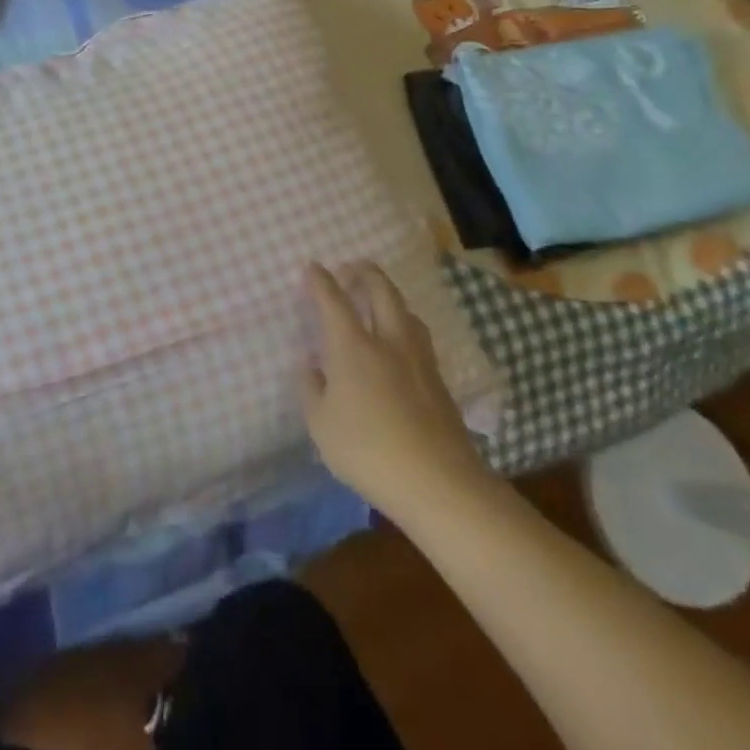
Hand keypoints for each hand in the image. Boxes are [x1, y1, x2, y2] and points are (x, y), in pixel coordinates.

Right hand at [299, 262, 494, 515]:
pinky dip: (405, 327)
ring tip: (380, 302)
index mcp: (352, 346)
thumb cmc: (366, 450)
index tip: (313, 267)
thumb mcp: (320, 424)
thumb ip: (311, 388)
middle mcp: (388, 341)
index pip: (334, 301)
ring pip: (407, 313)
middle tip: (353, 268)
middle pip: (381, 292)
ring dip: (390, 298)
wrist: (438, 482)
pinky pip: (419, 338)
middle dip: (365, 273)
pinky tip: (400, 345)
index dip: (321, 281)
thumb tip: (309, 364)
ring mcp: (419, 360)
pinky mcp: (439, 382)